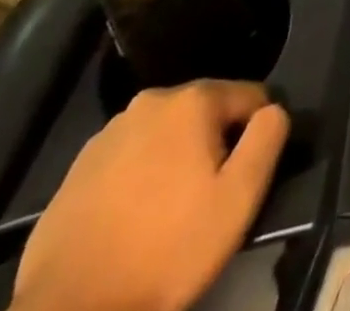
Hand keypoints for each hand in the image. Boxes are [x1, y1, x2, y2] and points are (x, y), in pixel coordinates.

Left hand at [13, 81, 288, 310]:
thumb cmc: (165, 252)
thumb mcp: (239, 198)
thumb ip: (268, 138)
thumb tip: (273, 110)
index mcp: (193, 100)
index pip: (250, 96)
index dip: (256, 135)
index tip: (243, 179)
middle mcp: (151, 101)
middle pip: (205, 113)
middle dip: (213, 146)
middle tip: (205, 201)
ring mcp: (108, 134)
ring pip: (164, 136)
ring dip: (175, 161)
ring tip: (166, 215)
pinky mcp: (77, 170)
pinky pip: (128, 161)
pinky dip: (138, 180)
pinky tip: (131, 223)